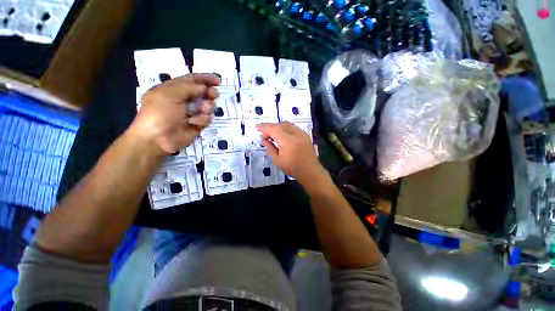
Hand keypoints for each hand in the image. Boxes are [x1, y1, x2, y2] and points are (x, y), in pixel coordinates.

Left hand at [131, 73, 219, 154]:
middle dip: (209, 92)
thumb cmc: (159, 111)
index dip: (204, 78)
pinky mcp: (194, 127)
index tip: (217, 80)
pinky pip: (205, 119)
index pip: (191, 80)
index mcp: (172, 89)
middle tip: (214, 95)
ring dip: (207, 105)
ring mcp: (188, 114)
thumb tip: (204, 88)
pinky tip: (194, 122)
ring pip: (207, 105)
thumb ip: (190, 86)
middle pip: (202, 92)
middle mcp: (181, 100)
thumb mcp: (171, 92)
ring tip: (202, 109)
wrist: (154, 139)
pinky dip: (202, 119)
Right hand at [257, 122, 326, 184]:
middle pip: (280, 125)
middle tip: (264, 134)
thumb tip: (264, 139)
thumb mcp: (277, 160)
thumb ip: (270, 148)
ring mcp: (302, 133)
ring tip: (272, 133)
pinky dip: (285, 128)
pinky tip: (281, 134)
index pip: (274, 129)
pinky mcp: (305, 135)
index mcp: (288, 142)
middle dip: (270, 127)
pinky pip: (293, 127)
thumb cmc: (293, 168)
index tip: (257, 128)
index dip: (264, 127)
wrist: (310, 171)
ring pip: (287, 124)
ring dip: (278, 126)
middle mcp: (296, 134)